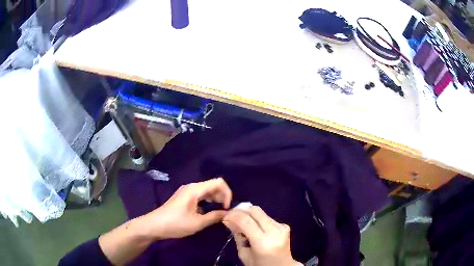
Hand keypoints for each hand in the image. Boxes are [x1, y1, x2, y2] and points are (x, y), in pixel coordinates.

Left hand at [141, 177, 232, 239]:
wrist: (155, 225)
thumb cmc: (176, 223)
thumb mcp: (197, 223)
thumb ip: (214, 217)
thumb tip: (227, 214)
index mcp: (195, 189)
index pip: (218, 182)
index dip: (227, 193)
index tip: (227, 208)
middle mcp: (191, 187)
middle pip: (213, 185)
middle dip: (222, 196)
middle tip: (224, 211)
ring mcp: (186, 191)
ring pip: (206, 190)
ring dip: (215, 199)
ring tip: (218, 212)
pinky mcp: (183, 197)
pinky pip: (200, 195)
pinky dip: (207, 201)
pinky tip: (207, 212)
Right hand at [223, 206, 302, 265]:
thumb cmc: (260, 265)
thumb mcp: (244, 254)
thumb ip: (238, 236)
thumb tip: (229, 220)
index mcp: (263, 243)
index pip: (245, 221)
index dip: (233, 215)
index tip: (224, 217)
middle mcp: (275, 232)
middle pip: (255, 211)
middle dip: (240, 211)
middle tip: (231, 216)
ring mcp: (282, 227)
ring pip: (261, 212)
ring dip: (249, 215)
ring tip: (242, 224)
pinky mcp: (285, 226)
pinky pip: (267, 217)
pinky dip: (257, 220)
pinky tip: (254, 228)